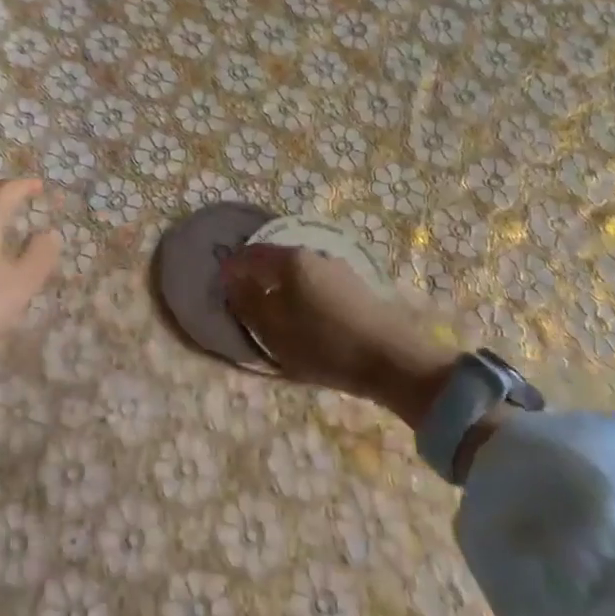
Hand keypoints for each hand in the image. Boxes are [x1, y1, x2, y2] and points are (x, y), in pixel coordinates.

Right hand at [222, 244, 457, 420]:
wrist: (394, 360)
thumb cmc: (324, 344)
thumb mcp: (274, 330)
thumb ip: (247, 303)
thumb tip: (231, 282)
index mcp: (289, 260)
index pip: (249, 255)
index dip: (231, 269)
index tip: (220, 287)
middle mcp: (313, 255)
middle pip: (274, 261)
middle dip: (257, 278)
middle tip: (245, 303)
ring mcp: (338, 269)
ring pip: (298, 274)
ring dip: (281, 288)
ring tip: (276, 316)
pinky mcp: (357, 288)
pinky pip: (317, 285)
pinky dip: (302, 297)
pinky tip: (306, 320)